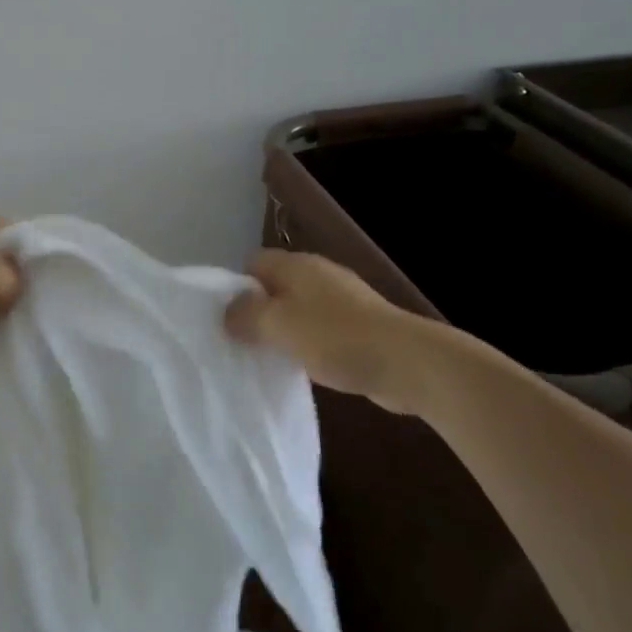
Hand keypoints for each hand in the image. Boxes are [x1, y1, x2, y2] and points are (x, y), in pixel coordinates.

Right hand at [223, 249, 483, 411]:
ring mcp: (342, 300)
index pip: (253, 263)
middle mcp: (318, 274)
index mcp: (297, 265)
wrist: (407, 362)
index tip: (225, 319)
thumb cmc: (335, 337)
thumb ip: (245, 315)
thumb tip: (227, 312)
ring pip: (298, 310)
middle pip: (275, 286)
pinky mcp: (359, 326)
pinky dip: (308, 345)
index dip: (235, 287)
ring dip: (283, 332)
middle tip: (241, 342)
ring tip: (268, 358)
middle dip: (257, 312)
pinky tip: (304, 367)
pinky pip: (320, 330)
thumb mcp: (279, 325)